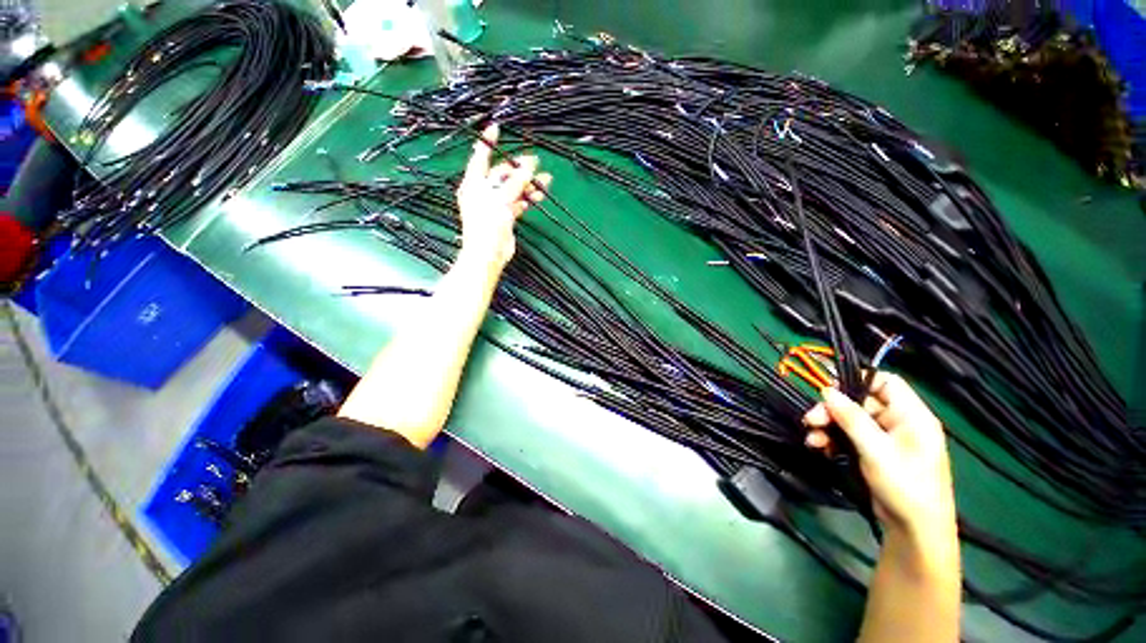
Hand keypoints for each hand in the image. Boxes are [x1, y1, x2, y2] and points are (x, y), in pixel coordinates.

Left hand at [455, 123, 551, 266]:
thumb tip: (531, 164)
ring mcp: (495, 204)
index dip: (489, 142)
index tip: (497, 127)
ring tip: (545, 182)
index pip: (481, 156)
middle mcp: (483, 191)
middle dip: (520, 169)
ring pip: (513, 189)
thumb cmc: (488, 225)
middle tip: (536, 164)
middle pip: (502, 174)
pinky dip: (527, 199)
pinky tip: (536, 197)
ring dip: (528, 185)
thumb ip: (517, 181)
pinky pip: (518, 202)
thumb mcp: (501, 199)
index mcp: (474, 183)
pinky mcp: (505, 216)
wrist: (489, 255)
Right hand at [804, 372, 955, 539]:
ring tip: (812, 439)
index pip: (885, 382)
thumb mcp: (877, 450)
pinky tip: (819, 447)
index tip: (830, 390)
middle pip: (860, 402)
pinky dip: (832, 439)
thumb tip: (827, 391)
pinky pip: (848, 436)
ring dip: (828, 426)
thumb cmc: (905, 486)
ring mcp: (885, 438)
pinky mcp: (873, 452)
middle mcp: (898, 422)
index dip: (858, 380)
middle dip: (833, 410)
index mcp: (911, 415)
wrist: (914, 530)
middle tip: (811, 420)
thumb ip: (852, 418)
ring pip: (849, 420)